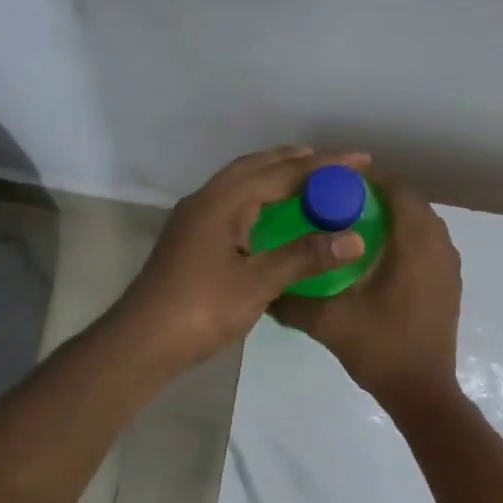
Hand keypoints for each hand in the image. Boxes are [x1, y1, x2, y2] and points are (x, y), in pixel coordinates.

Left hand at [113, 145, 370, 372]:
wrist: (142, 342)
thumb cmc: (201, 309)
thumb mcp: (258, 283)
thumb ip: (304, 257)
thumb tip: (354, 238)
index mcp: (222, 202)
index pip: (281, 173)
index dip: (324, 166)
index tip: (360, 160)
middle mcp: (206, 200)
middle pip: (256, 168)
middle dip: (296, 162)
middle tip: (334, 164)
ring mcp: (195, 220)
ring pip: (241, 184)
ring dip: (274, 176)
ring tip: (307, 181)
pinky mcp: (191, 239)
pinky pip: (233, 203)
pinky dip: (260, 198)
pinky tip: (272, 216)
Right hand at [272, 176, 463, 406]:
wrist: (423, 391)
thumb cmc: (381, 348)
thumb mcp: (329, 322)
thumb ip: (293, 301)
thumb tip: (263, 287)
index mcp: (416, 243)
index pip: (396, 189)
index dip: (366, 180)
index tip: (332, 184)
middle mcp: (440, 244)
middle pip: (410, 202)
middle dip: (376, 197)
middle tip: (336, 204)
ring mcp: (449, 264)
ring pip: (421, 223)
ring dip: (392, 218)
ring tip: (352, 227)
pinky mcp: (449, 282)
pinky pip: (428, 244)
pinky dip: (405, 238)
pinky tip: (375, 258)